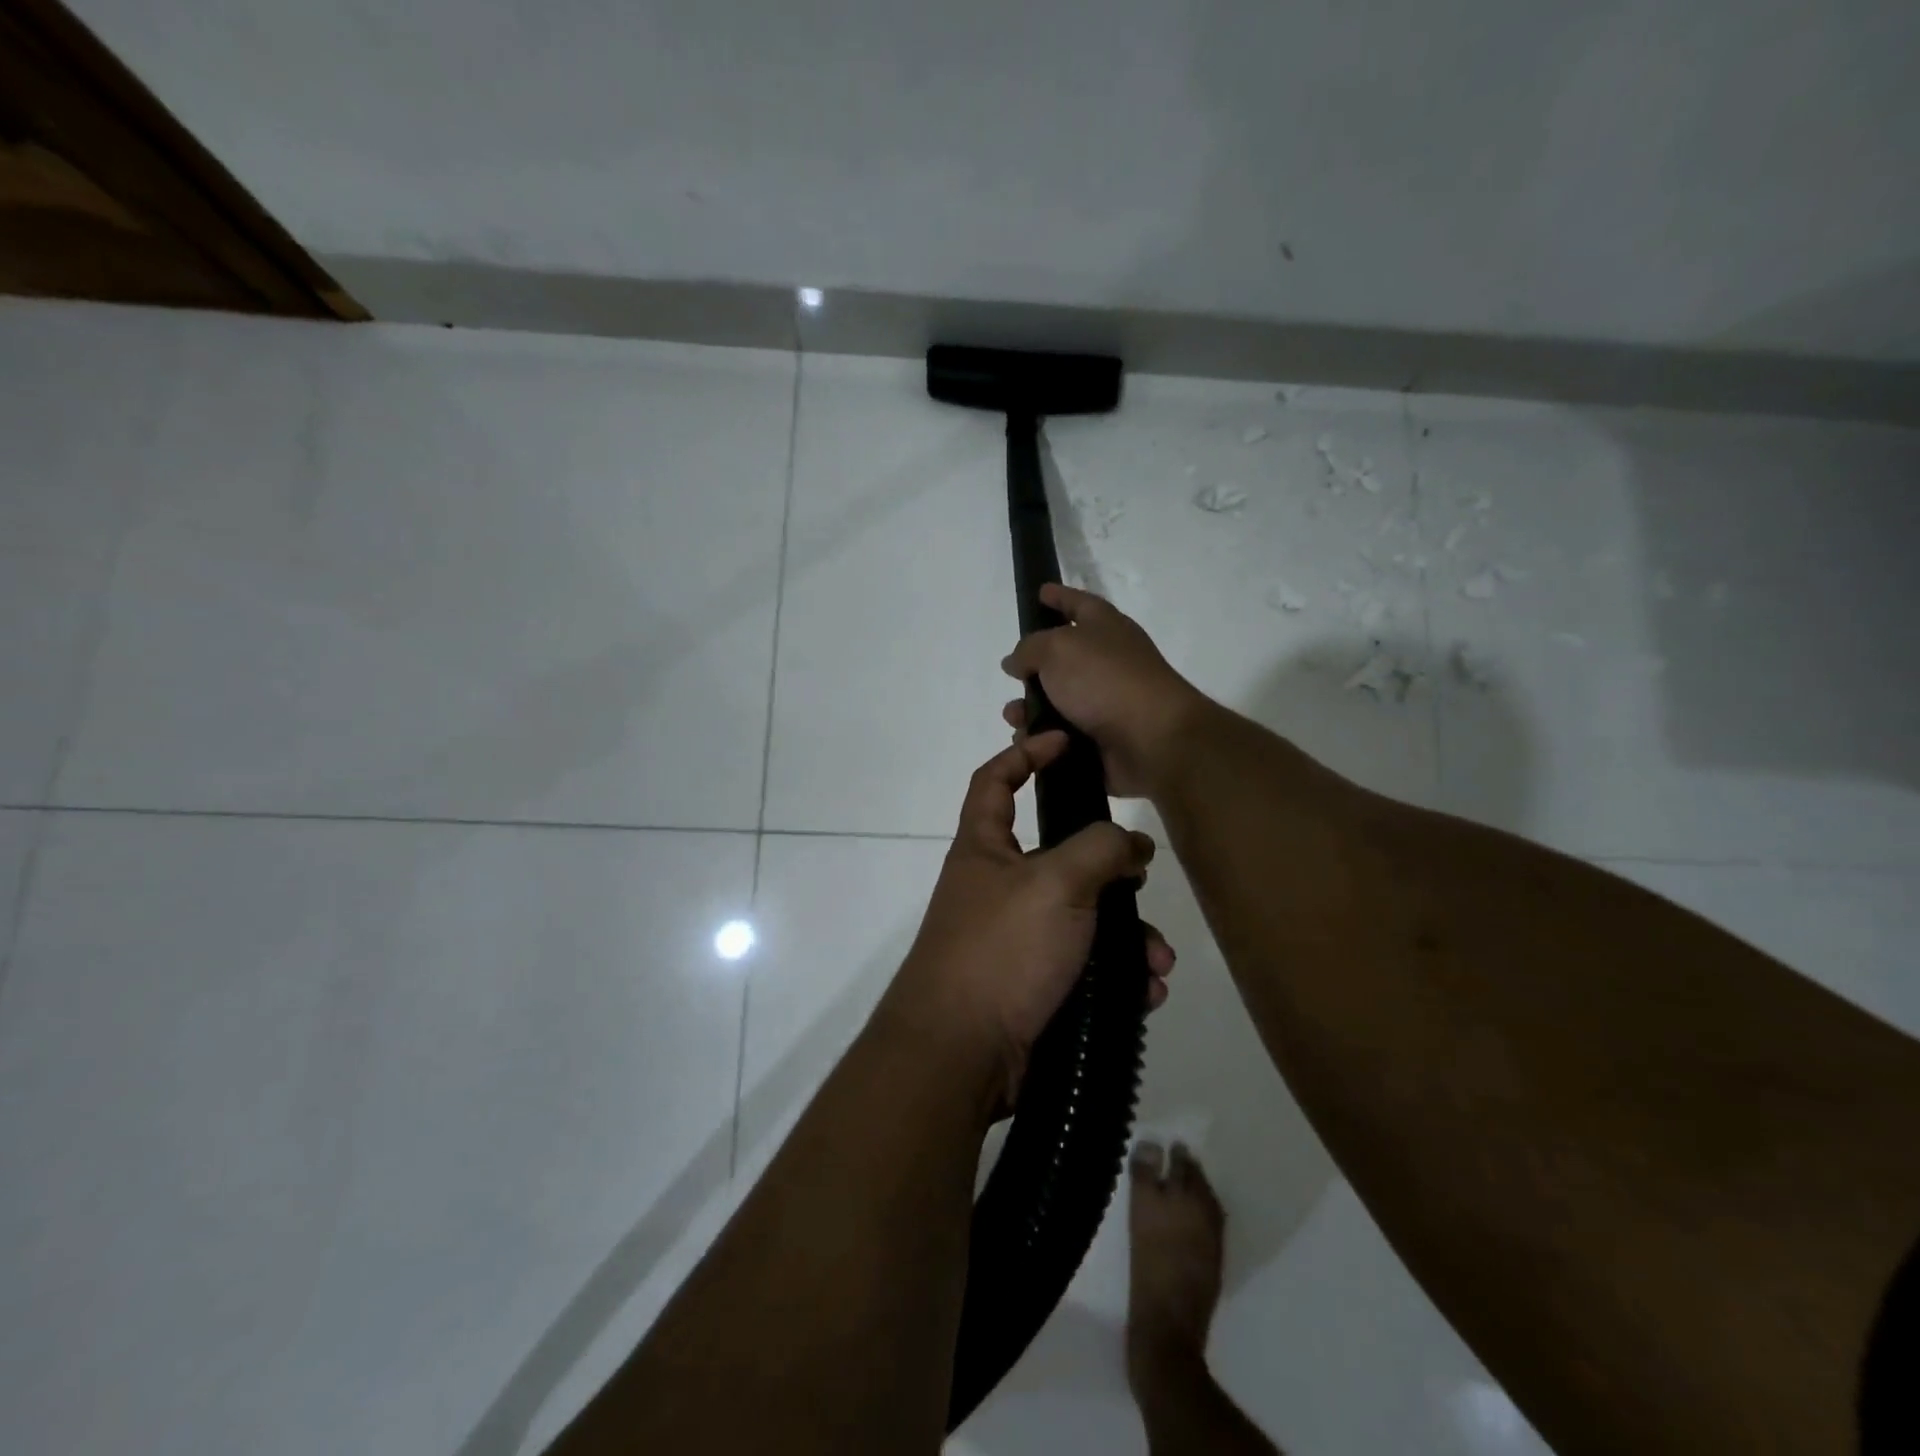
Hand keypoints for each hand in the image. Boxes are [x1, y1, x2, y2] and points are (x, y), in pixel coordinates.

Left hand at [880, 731, 1175, 1109]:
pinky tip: (1144, 992)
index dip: (1025, 754)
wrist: (961, 1055)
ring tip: (1156, 962)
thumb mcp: (1056, 883)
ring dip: (1126, 936)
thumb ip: (1100, 849)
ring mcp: (1016, 941)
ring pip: (1084, 919)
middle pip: (1061, 858)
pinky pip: (1085, 968)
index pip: (995, 781)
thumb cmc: (1001, 949)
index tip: (1064, 742)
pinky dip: (1117, 976)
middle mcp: (998, 888)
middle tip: (1142, 881)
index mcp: (985, 849)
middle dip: (1109, 870)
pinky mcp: (1034, 987)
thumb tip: (1131, 846)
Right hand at [1001, 584, 1209, 797]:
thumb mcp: (1057, 649)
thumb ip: (1029, 649)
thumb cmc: (1105, 680)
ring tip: (1014, 719)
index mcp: (1105, 628)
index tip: (1040, 592)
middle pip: (1063, 658)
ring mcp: (1106, 703)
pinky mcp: (1102, 740)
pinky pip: (1061, 737)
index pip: (1077, 603)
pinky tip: (1027, 743)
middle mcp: (1108, 662)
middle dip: (1032, 668)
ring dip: (1030, 710)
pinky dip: (1042, 740)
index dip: (1058, 596)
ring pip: (1056, 703)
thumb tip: (1016, 662)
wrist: (1152, 740)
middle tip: (1011, 676)